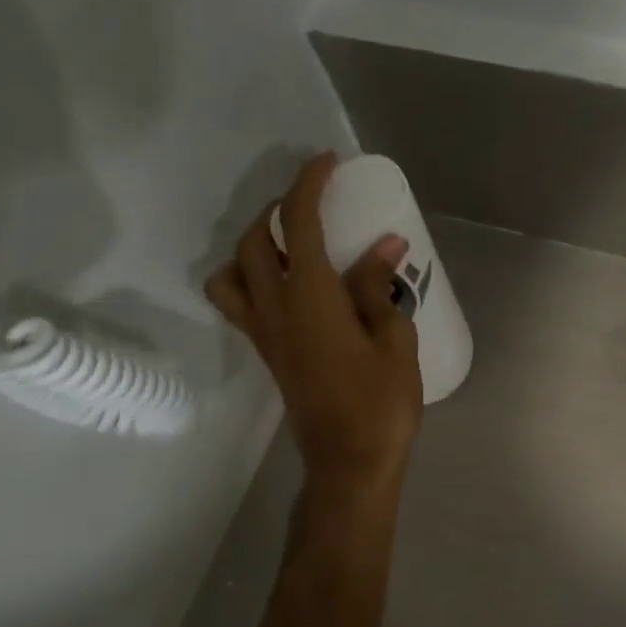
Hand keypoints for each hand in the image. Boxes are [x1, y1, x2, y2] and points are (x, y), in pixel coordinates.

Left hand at [205, 153, 423, 495]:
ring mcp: (265, 334)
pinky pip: (240, 304)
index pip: (295, 224)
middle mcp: (275, 310)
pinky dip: (252, 280)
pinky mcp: (268, 354)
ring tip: (288, 246)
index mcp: (310, 300)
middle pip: (253, 243)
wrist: (350, 463)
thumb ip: (379, 288)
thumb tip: (384, 245)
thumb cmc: (381, 405)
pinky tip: (290, 289)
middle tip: (314, 204)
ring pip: (231, 274)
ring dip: (252, 247)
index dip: (307, 186)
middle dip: (277, 210)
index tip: (327, 163)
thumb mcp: (394, 342)